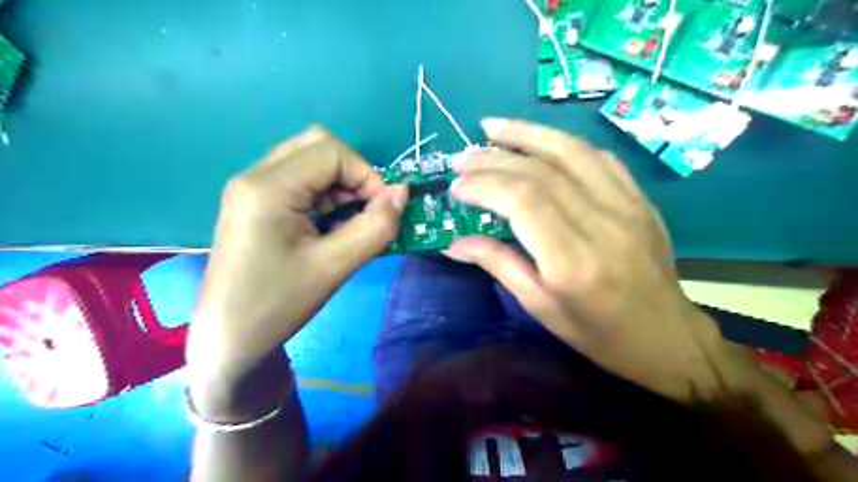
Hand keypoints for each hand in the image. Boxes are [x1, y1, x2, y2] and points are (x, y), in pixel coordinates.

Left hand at [189, 126, 407, 403]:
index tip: (381, 210)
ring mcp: (250, 188)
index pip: (332, 152)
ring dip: (338, 185)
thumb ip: (375, 227)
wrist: (229, 340)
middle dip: (352, 174)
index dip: (366, 175)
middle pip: (317, 147)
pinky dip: (323, 194)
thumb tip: (402, 193)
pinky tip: (326, 226)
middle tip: (362, 211)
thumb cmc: (278, 305)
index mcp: (268, 187)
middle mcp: (254, 176)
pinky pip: (298, 180)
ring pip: (308, 161)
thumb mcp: (334, 266)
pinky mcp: (253, 203)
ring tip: (346, 223)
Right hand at [446, 117, 732, 403]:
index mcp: (572, 262)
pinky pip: (599, 158)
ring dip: (527, 134)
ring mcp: (626, 205)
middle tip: (462, 159)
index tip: (457, 186)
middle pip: (541, 172)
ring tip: (492, 128)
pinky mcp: (639, 199)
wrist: (667, 337)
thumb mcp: (541, 308)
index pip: (523, 201)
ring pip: (571, 151)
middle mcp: (601, 224)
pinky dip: (563, 144)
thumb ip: (499, 265)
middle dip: (494, 159)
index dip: (485, 184)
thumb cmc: (598, 333)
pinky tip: (540, 142)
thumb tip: (455, 242)